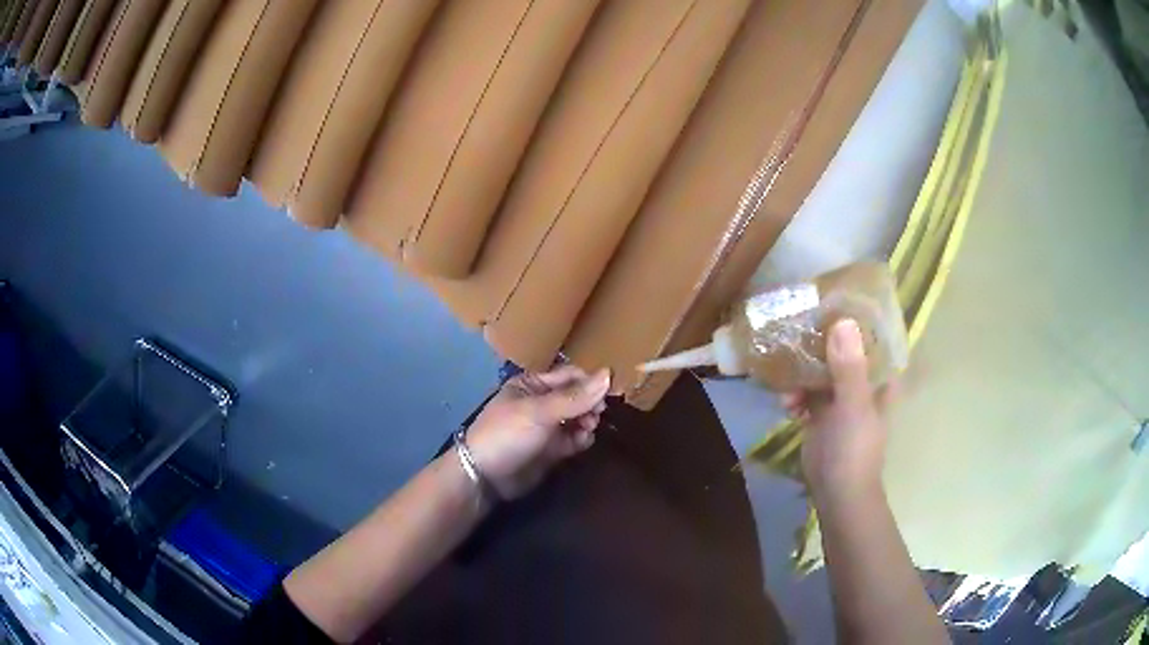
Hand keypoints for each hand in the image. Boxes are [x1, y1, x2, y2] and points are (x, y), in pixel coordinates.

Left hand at [464, 366, 610, 498]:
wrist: (486, 477)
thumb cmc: (508, 434)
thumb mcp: (539, 411)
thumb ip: (575, 397)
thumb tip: (609, 373)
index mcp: (532, 385)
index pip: (570, 376)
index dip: (591, 382)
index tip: (610, 393)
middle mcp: (541, 402)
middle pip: (577, 397)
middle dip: (590, 404)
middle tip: (597, 414)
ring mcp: (546, 427)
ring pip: (578, 418)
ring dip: (588, 421)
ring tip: (588, 428)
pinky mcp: (551, 449)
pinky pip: (574, 438)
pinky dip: (582, 438)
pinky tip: (583, 441)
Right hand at [782, 319, 895, 500]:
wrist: (837, 493)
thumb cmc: (854, 450)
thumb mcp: (853, 407)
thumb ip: (849, 368)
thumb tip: (842, 322)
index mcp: (879, 376)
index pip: (871, 336)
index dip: (854, 317)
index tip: (831, 299)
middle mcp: (861, 381)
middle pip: (841, 349)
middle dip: (819, 341)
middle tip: (795, 329)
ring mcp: (840, 396)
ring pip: (820, 370)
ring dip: (801, 372)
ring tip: (786, 383)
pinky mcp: (821, 412)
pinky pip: (806, 392)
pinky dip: (794, 394)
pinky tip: (785, 404)